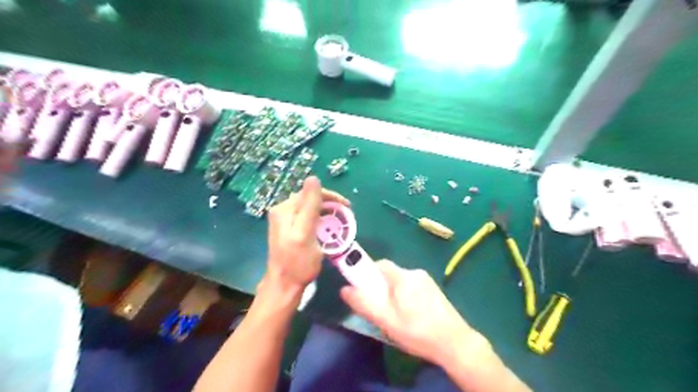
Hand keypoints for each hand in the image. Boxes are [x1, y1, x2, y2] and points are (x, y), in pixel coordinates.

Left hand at [265, 178, 348, 293]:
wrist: (284, 286)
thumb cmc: (298, 262)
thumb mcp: (305, 233)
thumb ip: (309, 206)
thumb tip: (313, 177)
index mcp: (285, 209)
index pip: (310, 193)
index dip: (330, 197)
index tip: (347, 206)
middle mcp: (282, 211)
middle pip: (309, 199)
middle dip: (329, 204)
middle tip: (345, 214)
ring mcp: (284, 221)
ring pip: (309, 208)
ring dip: (325, 212)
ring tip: (339, 221)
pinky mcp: (288, 230)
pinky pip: (307, 218)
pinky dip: (319, 220)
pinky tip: (326, 227)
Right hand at [340, 260, 486, 366]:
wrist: (455, 343)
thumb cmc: (417, 331)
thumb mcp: (386, 320)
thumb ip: (364, 303)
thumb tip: (344, 289)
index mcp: (403, 276)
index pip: (380, 264)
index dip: (368, 273)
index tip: (365, 290)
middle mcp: (415, 273)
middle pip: (390, 274)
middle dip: (381, 288)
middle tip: (381, 309)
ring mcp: (427, 281)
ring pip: (402, 282)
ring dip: (394, 294)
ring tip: (397, 316)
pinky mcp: (435, 290)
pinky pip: (413, 288)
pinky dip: (406, 297)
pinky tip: (411, 316)